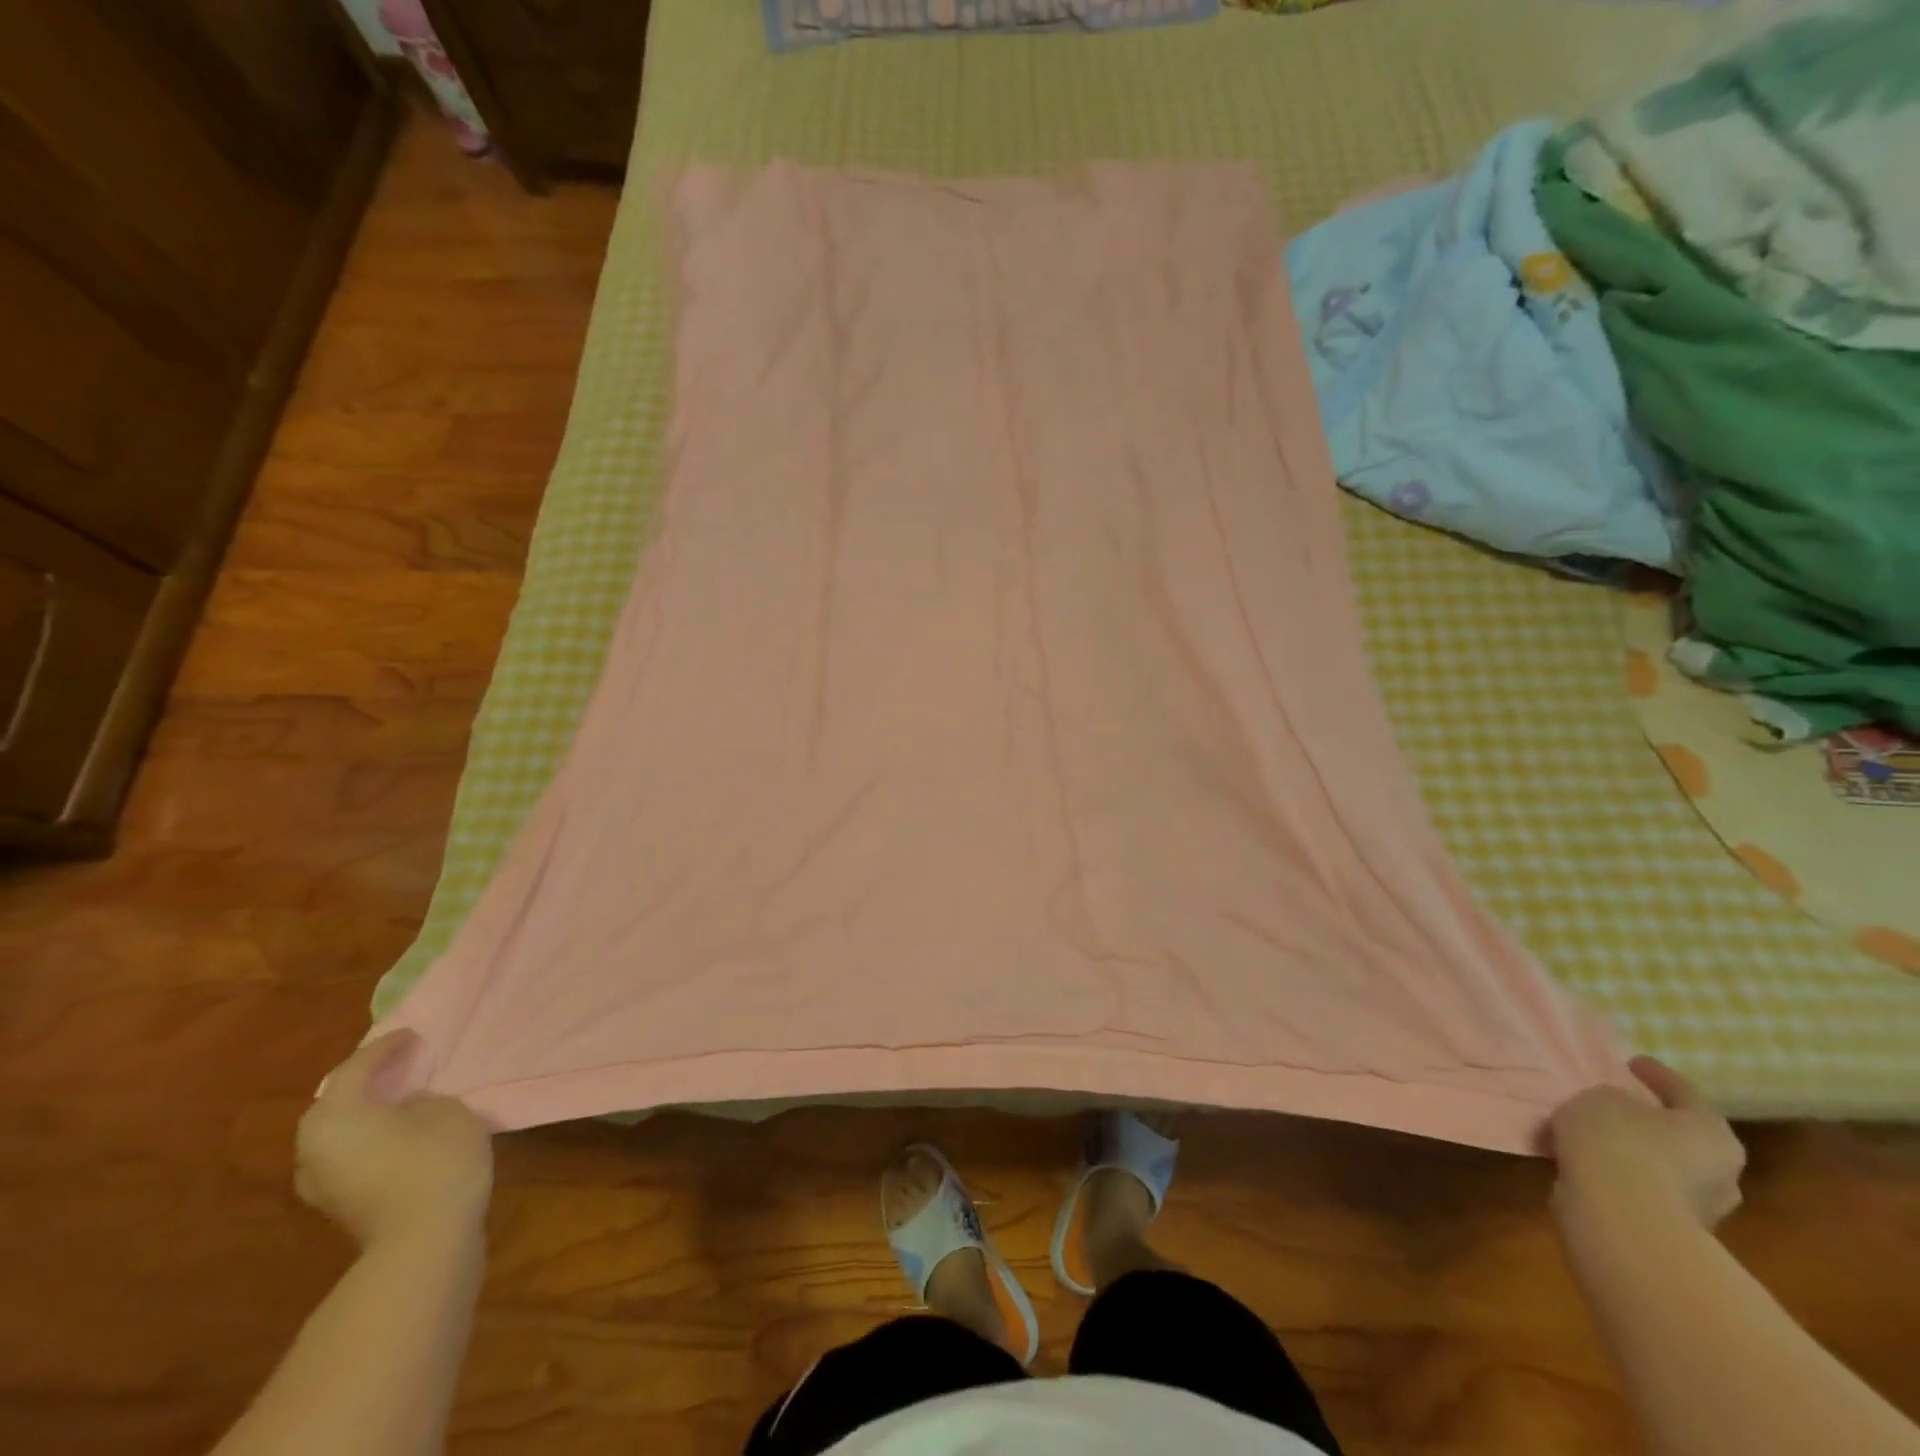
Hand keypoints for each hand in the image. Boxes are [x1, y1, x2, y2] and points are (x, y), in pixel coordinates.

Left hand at [295, 1031, 493, 1250]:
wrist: (423, 1239)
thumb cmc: (435, 1160)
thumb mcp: (445, 1111)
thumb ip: (422, 1101)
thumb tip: (408, 1108)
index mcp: (336, 1116)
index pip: (356, 1069)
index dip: (386, 1048)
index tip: (412, 1036)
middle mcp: (314, 1148)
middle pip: (334, 1105)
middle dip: (363, 1083)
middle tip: (396, 1067)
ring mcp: (321, 1183)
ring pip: (338, 1134)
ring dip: (364, 1114)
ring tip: (397, 1100)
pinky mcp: (338, 1206)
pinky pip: (348, 1157)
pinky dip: (368, 1139)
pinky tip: (397, 1135)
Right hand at [1549, 1056, 1745, 1228]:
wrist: (1621, 1219)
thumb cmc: (1619, 1143)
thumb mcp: (1601, 1099)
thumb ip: (1612, 1100)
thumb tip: (1618, 1111)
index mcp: (1712, 1132)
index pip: (1685, 1092)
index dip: (1656, 1074)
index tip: (1631, 1062)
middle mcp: (1721, 1172)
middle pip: (1683, 1137)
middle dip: (1652, 1122)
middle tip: (1617, 1105)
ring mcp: (1701, 1208)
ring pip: (1664, 1167)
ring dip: (1635, 1153)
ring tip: (1594, 1137)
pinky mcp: (1671, 1230)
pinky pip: (1642, 1190)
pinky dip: (1619, 1175)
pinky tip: (1589, 1165)